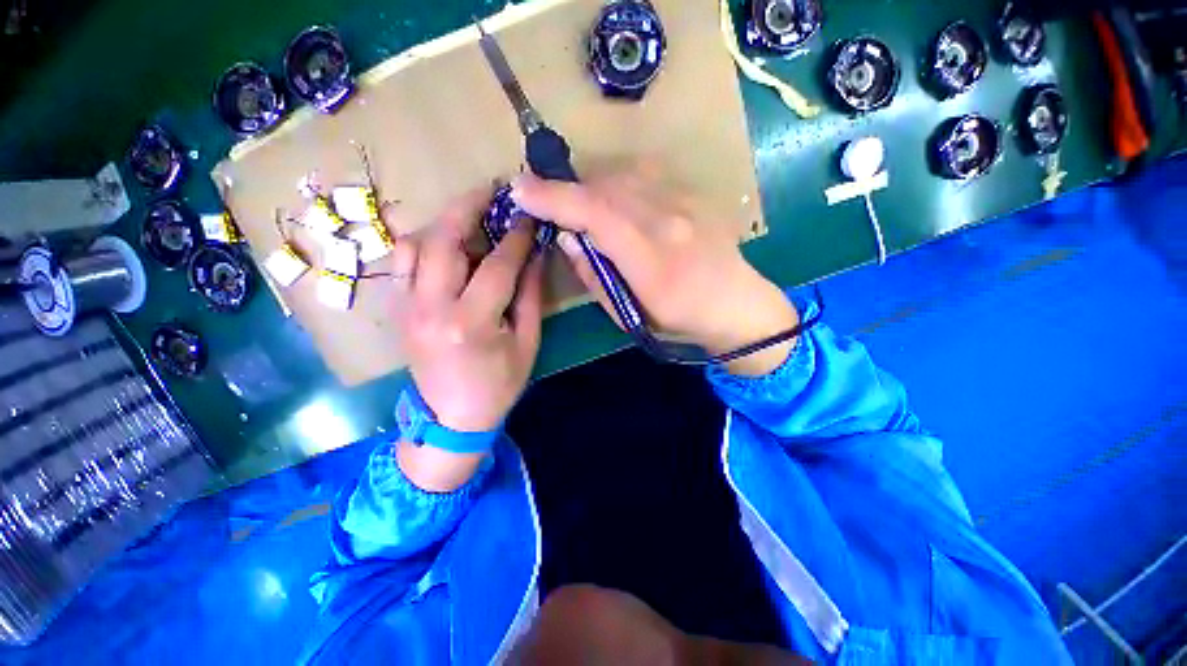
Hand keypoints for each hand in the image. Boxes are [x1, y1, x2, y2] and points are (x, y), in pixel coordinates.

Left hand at [390, 189, 543, 489]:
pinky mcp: (397, 309)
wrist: (452, 419)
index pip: (496, 264)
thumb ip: (530, 295)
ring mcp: (406, 307)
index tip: (529, 216)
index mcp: (471, 322)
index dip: (516, 236)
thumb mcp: (527, 343)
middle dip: (468, 206)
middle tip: (491, 190)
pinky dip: (424, 242)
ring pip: (414, 244)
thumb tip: (535, 254)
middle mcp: (430, 308)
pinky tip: (445, 241)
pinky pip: (403, 261)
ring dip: (442, 221)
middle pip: (443, 240)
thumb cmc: (498, 385)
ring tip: (469, 213)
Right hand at [511, 170, 797, 375]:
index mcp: (652, 260)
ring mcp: (685, 201)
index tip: (520, 190)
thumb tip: (567, 236)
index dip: (554, 199)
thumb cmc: (678, 320)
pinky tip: (614, 202)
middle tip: (546, 203)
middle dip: (565, 191)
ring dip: (590, 187)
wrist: (736, 303)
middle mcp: (669, 221)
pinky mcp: (693, 193)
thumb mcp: (627, 315)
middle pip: (604, 188)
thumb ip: (593, 274)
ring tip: (580, 206)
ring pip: (622, 175)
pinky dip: (616, 183)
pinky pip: (643, 176)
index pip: (595, 215)